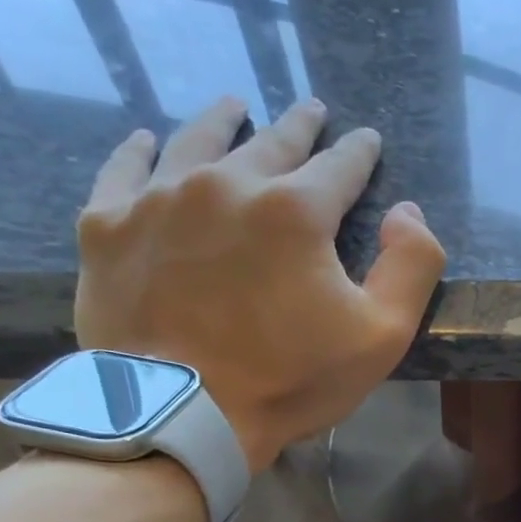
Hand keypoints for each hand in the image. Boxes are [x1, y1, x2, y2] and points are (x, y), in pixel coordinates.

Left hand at [74, 95, 445, 470]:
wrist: (180, 415)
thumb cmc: (291, 379)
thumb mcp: (382, 334)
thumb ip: (412, 265)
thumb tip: (406, 212)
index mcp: (296, 210)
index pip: (339, 165)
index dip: (359, 152)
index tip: (367, 139)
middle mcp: (227, 184)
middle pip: (271, 143)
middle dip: (299, 126)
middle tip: (311, 110)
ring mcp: (160, 200)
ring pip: (197, 141)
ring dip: (222, 121)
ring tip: (235, 105)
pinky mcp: (108, 226)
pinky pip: (123, 170)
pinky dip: (140, 151)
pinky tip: (149, 141)